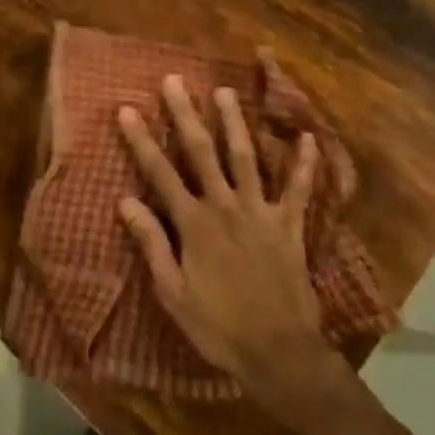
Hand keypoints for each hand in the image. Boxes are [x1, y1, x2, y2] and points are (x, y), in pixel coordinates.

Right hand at [117, 77, 340, 414]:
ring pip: (246, 158)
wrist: (279, 353)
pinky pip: (298, 190)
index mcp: (194, 224)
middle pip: (202, 152)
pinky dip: (304, 165)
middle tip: (174, 80)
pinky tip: (308, 139)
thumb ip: (152, 244)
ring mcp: (261, 213)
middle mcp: (226, 207)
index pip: (161, 173)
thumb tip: (125, 201)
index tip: (127, 109)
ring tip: (225, 91)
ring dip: (235, 123)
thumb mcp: (173, 293)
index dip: (142, 140)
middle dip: (185, 115)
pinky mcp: (290, 226)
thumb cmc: (219, 326)